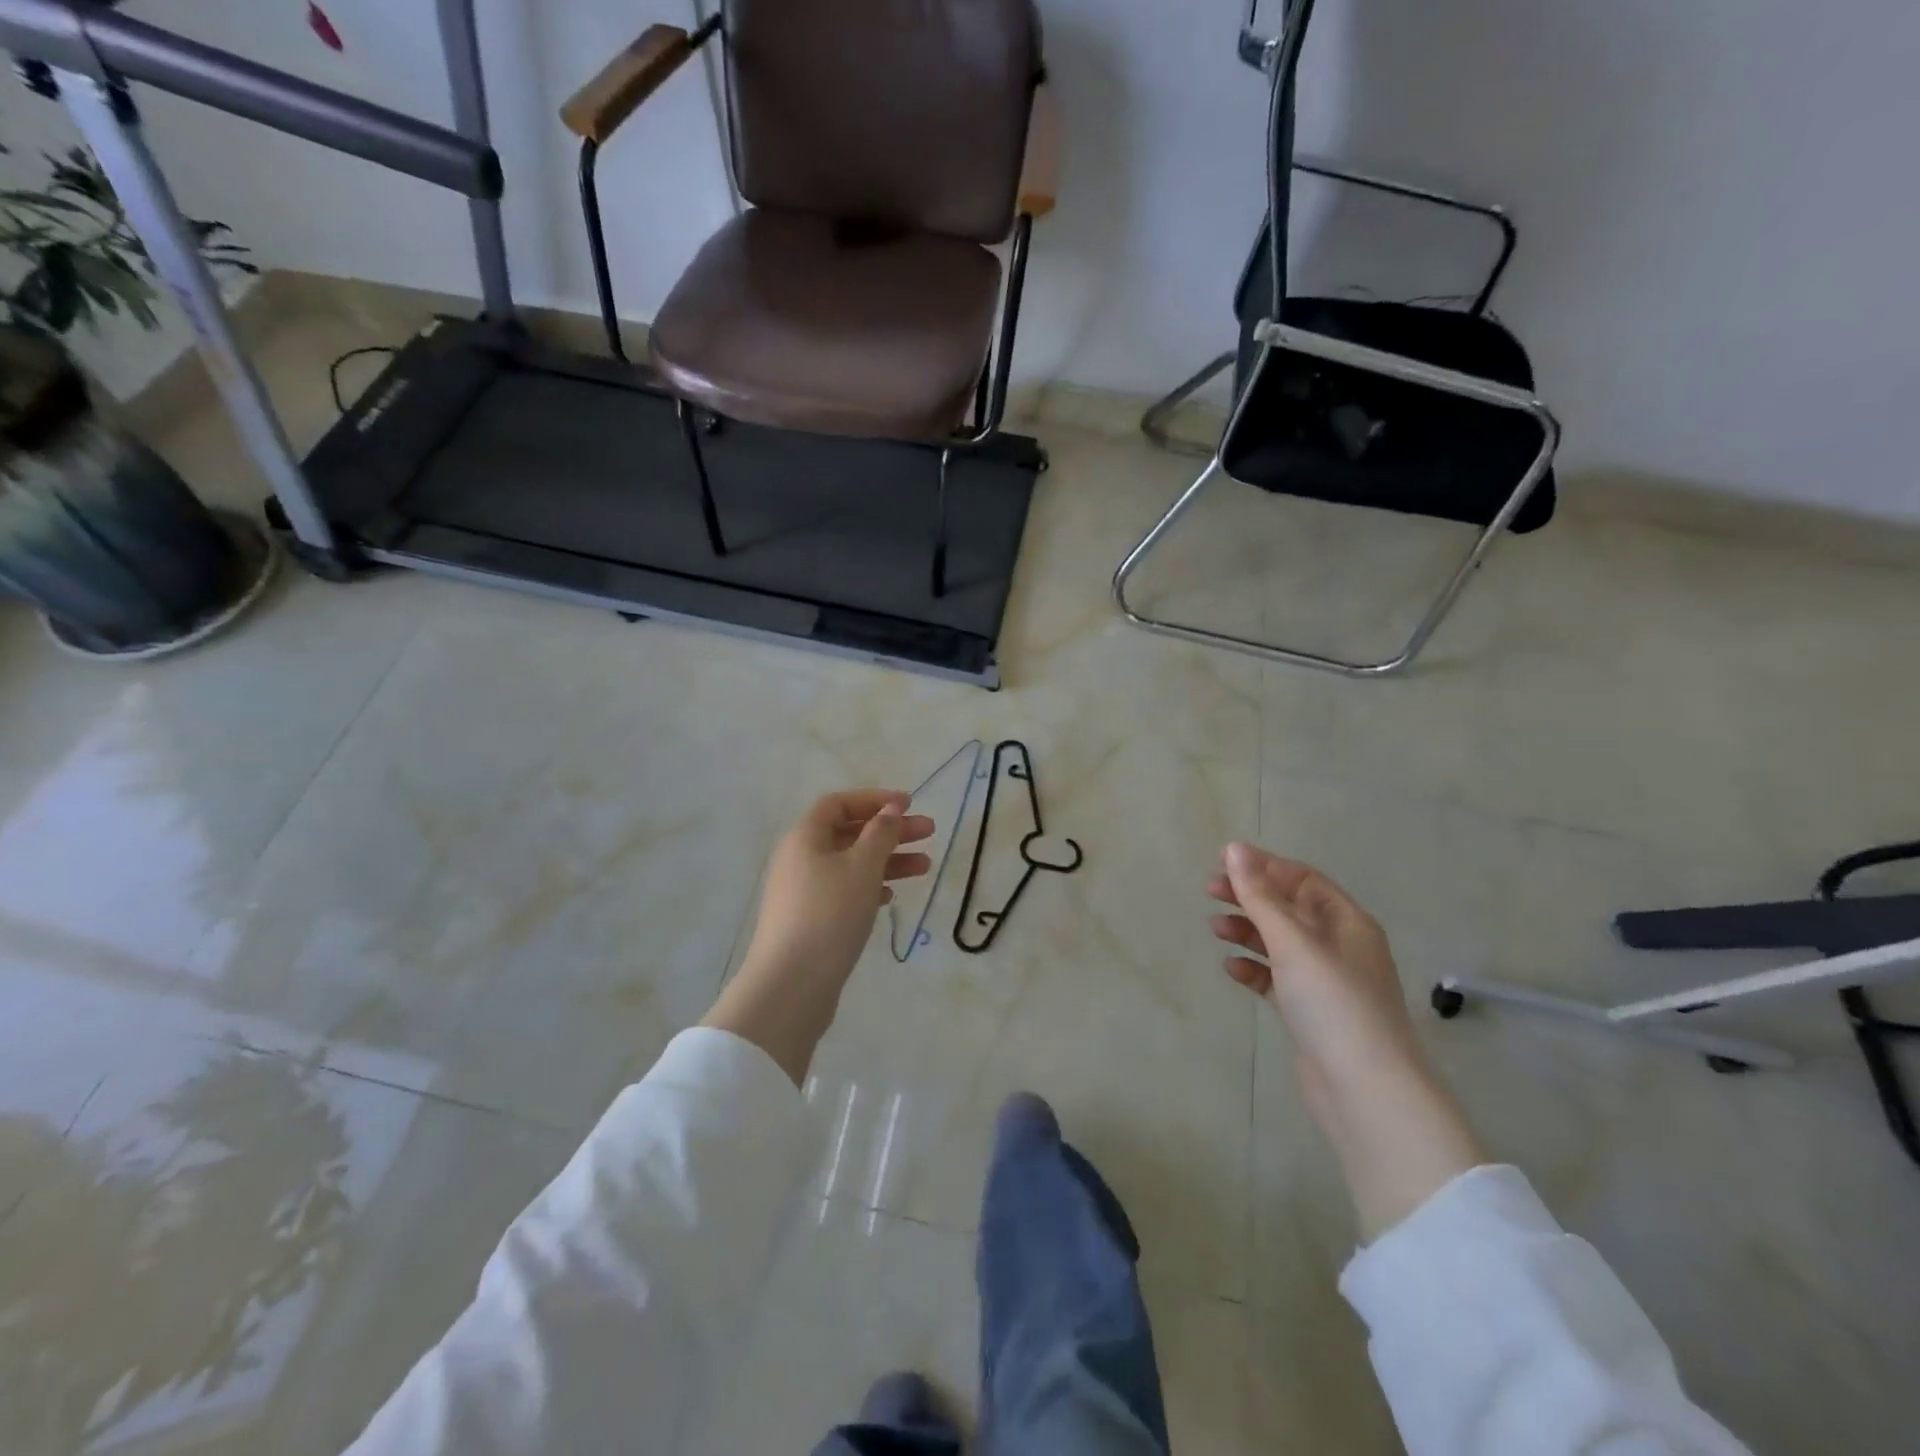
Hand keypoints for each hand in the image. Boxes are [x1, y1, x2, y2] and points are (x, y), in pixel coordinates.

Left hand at [747, 789, 933, 984]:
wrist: (791, 984)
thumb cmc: (829, 913)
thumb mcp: (862, 866)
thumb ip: (881, 833)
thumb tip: (891, 809)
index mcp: (805, 837)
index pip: (839, 803)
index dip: (874, 799)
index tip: (909, 805)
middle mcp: (799, 858)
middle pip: (849, 833)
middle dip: (890, 831)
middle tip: (929, 833)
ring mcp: (802, 891)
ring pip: (851, 864)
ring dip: (887, 861)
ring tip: (925, 868)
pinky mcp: (810, 920)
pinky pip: (844, 891)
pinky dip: (870, 887)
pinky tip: (890, 897)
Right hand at [1207, 842, 1422, 1116]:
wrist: (1366, 1091)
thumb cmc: (1334, 1003)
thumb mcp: (1293, 943)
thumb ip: (1260, 896)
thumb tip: (1234, 848)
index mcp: (1347, 922)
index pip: (1303, 880)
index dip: (1264, 867)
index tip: (1223, 861)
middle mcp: (1339, 946)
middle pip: (1288, 908)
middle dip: (1250, 897)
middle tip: (1209, 890)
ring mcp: (1324, 982)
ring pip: (1279, 943)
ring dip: (1247, 931)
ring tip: (1215, 929)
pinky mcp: (1309, 1012)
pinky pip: (1276, 979)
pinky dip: (1253, 969)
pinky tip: (1231, 969)